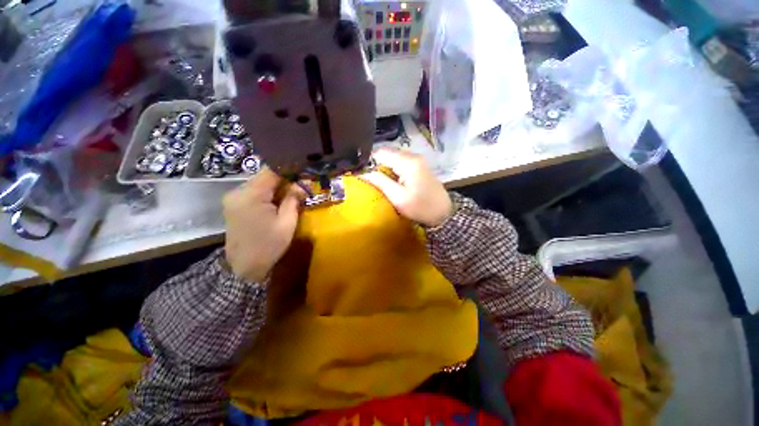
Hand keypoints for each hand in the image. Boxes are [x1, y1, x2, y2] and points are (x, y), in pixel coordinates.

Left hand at [223, 169, 301, 281]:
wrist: (244, 267)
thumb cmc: (269, 246)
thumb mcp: (287, 223)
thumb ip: (293, 200)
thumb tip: (301, 185)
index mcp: (251, 196)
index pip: (271, 171)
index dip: (288, 170)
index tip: (303, 174)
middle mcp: (238, 192)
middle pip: (264, 177)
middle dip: (283, 180)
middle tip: (300, 188)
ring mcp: (233, 198)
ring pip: (259, 184)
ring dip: (275, 187)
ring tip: (290, 196)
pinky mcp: (233, 205)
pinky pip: (253, 192)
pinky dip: (267, 194)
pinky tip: (276, 203)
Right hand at [360, 148, 452, 226]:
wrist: (444, 213)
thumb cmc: (421, 207)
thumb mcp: (398, 197)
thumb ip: (380, 182)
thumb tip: (362, 173)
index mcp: (408, 162)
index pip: (381, 152)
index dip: (370, 162)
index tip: (364, 174)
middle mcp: (413, 156)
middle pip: (388, 153)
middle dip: (377, 165)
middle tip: (371, 180)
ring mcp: (418, 160)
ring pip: (394, 158)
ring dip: (385, 168)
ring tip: (380, 182)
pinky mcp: (419, 166)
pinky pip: (401, 163)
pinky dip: (393, 170)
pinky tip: (392, 181)